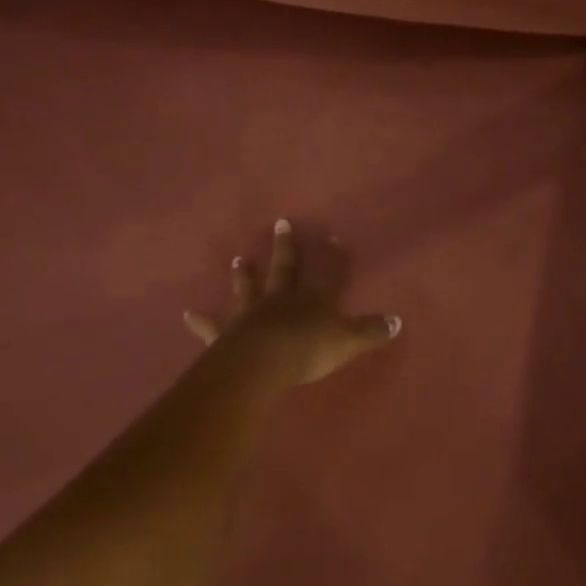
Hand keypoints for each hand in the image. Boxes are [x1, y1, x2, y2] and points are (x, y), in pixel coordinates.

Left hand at [184, 220, 401, 386]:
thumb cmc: (309, 349)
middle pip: (285, 269)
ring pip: (249, 289)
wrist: (265, 362)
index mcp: (312, 300)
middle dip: (285, 247)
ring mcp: (252, 314)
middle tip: (281, 223)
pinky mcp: (228, 334)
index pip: (328, 272)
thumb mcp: (349, 341)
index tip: (333, 235)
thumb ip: (372, 332)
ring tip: (239, 259)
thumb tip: (398, 321)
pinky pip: (213, 327)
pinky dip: (201, 321)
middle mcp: (281, 300)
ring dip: (244, 275)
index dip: (333, 256)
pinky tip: (187, 314)